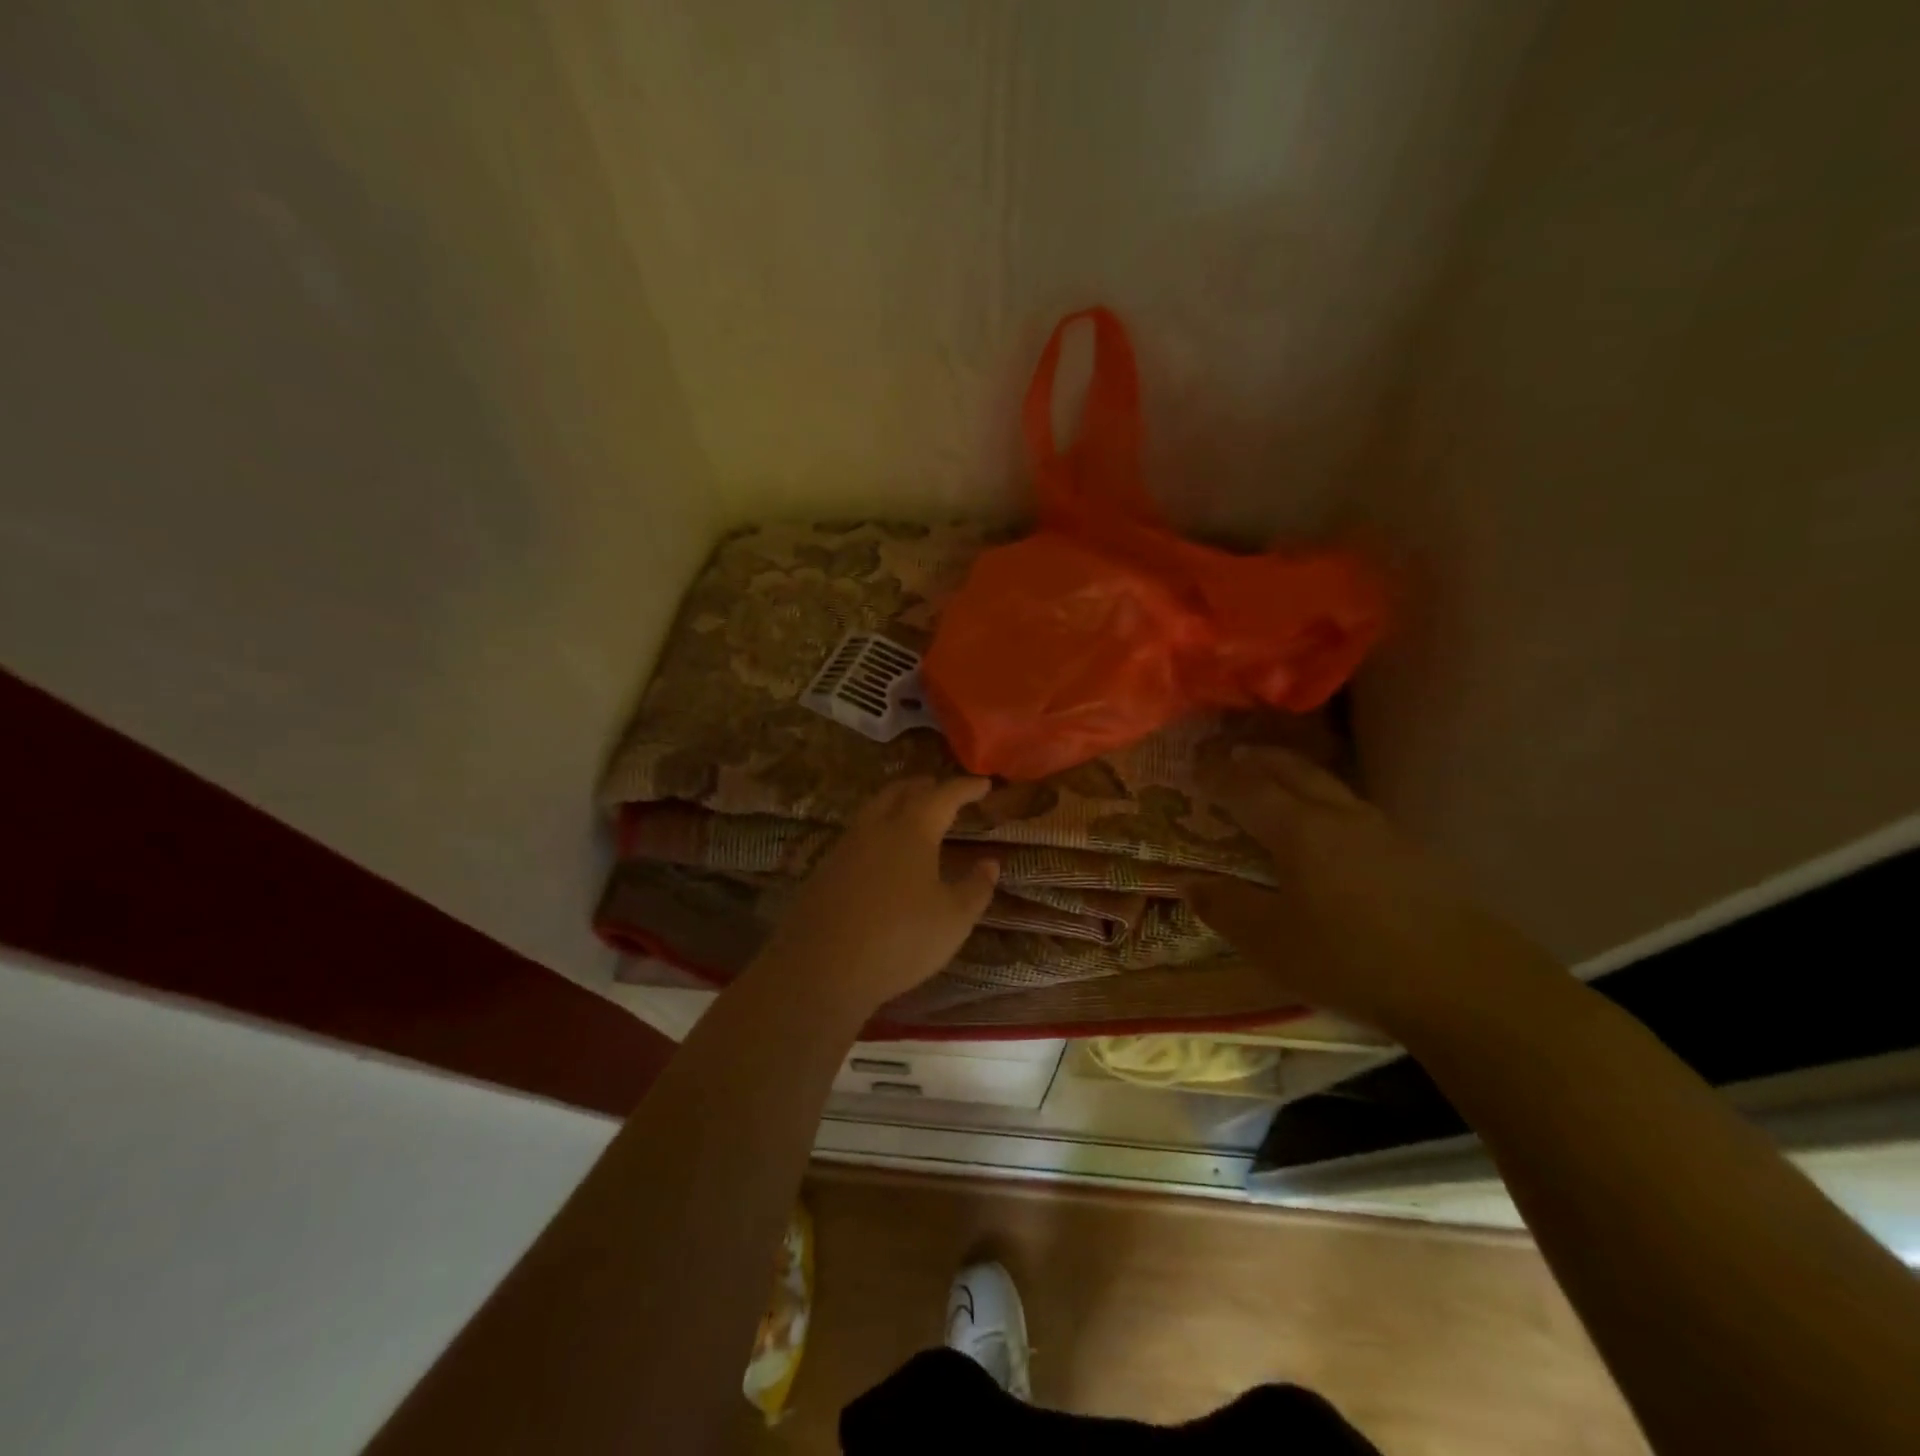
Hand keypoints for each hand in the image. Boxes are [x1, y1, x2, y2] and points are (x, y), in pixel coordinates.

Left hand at [755, 777, 999, 1013]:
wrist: (820, 968)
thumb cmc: (899, 939)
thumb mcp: (953, 919)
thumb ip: (976, 888)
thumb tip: (990, 863)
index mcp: (912, 830)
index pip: (944, 796)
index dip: (965, 788)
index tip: (984, 783)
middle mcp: (876, 828)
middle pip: (900, 792)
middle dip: (924, 786)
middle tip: (941, 788)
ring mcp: (845, 847)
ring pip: (873, 809)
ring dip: (896, 802)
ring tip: (912, 812)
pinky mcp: (824, 870)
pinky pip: (857, 835)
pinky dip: (877, 829)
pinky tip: (881, 852)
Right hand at [1186, 747, 1532, 1035]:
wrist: (1466, 983)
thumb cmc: (1351, 958)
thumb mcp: (1271, 942)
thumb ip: (1226, 908)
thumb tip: (1189, 884)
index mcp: (1298, 829)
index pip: (1247, 788)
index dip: (1218, 775)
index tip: (1195, 764)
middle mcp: (1338, 816)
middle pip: (1293, 771)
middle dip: (1259, 759)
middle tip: (1233, 754)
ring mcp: (1382, 831)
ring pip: (1329, 786)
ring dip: (1295, 774)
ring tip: (1276, 780)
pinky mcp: (1412, 853)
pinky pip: (1353, 809)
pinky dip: (1325, 800)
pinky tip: (1329, 826)